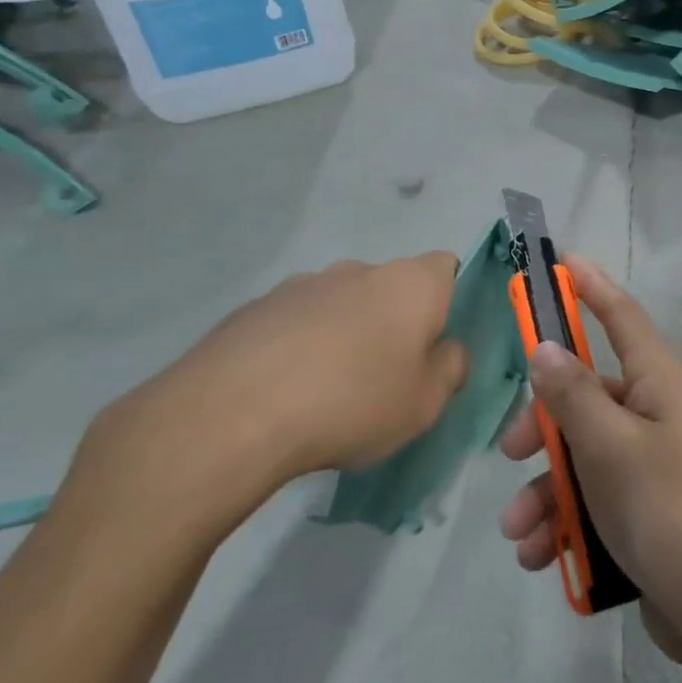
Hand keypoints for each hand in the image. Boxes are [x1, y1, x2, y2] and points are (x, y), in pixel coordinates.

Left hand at [72, 255, 469, 536]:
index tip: (434, 342)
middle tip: (384, 375)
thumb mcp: (425, 403)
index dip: (446, 300)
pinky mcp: (254, 307)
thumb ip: (450, 369)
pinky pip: (295, 321)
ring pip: (340, 303)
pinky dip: (299, 345)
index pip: (446, 267)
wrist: (231, 415)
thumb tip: (447, 350)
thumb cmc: (352, 403)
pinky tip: (284, 391)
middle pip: (390, 287)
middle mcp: (358, 270)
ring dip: (344, 332)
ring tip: (326, 389)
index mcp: (410, 284)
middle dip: (392, 321)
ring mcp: (301, 284)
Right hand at [496, 257, 681, 661]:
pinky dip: (563, 522)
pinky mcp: (642, 511)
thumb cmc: (667, 509)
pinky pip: (591, 500)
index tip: (562, 263)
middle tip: (511, 453)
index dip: (592, 288)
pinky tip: (542, 556)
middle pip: (586, 395)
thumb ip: (572, 394)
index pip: (622, 317)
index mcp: (658, 383)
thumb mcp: (609, 445)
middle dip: (542, 425)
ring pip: (580, 456)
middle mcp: (655, 414)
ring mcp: (650, 464)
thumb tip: (545, 346)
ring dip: (544, 490)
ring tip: (520, 533)